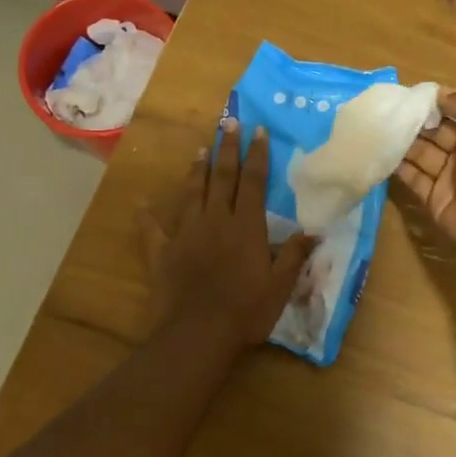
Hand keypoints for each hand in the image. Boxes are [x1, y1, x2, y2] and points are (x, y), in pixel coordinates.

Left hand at [139, 122, 315, 348]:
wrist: (198, 333)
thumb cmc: (246, 310)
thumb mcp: (280, 285)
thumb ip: (294, 255)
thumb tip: (314, 230)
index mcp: (246, 226)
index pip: (254, 182)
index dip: (257, 155)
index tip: (259, 131)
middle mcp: (216, 220)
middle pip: (222, 177)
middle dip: (227, 149)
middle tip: (228, 123)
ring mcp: (186, 233)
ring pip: (192, 193)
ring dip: (197, 170)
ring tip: (201, 149)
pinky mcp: (162, 252)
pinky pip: (152, 229)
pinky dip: (146, 215)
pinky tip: (142, 203)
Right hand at [393, 89, 455, 267]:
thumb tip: (438, 94)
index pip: (455, 111)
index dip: (434, 102)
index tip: (408, 93)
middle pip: (434, 131)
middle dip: (413, 120)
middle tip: (386, 109)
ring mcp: (448, 177)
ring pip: (419, 152)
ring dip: (400, 140)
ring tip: (376, 126)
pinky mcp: (432, 198)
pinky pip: (410, 177)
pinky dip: (395, 165)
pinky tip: (377, 150)